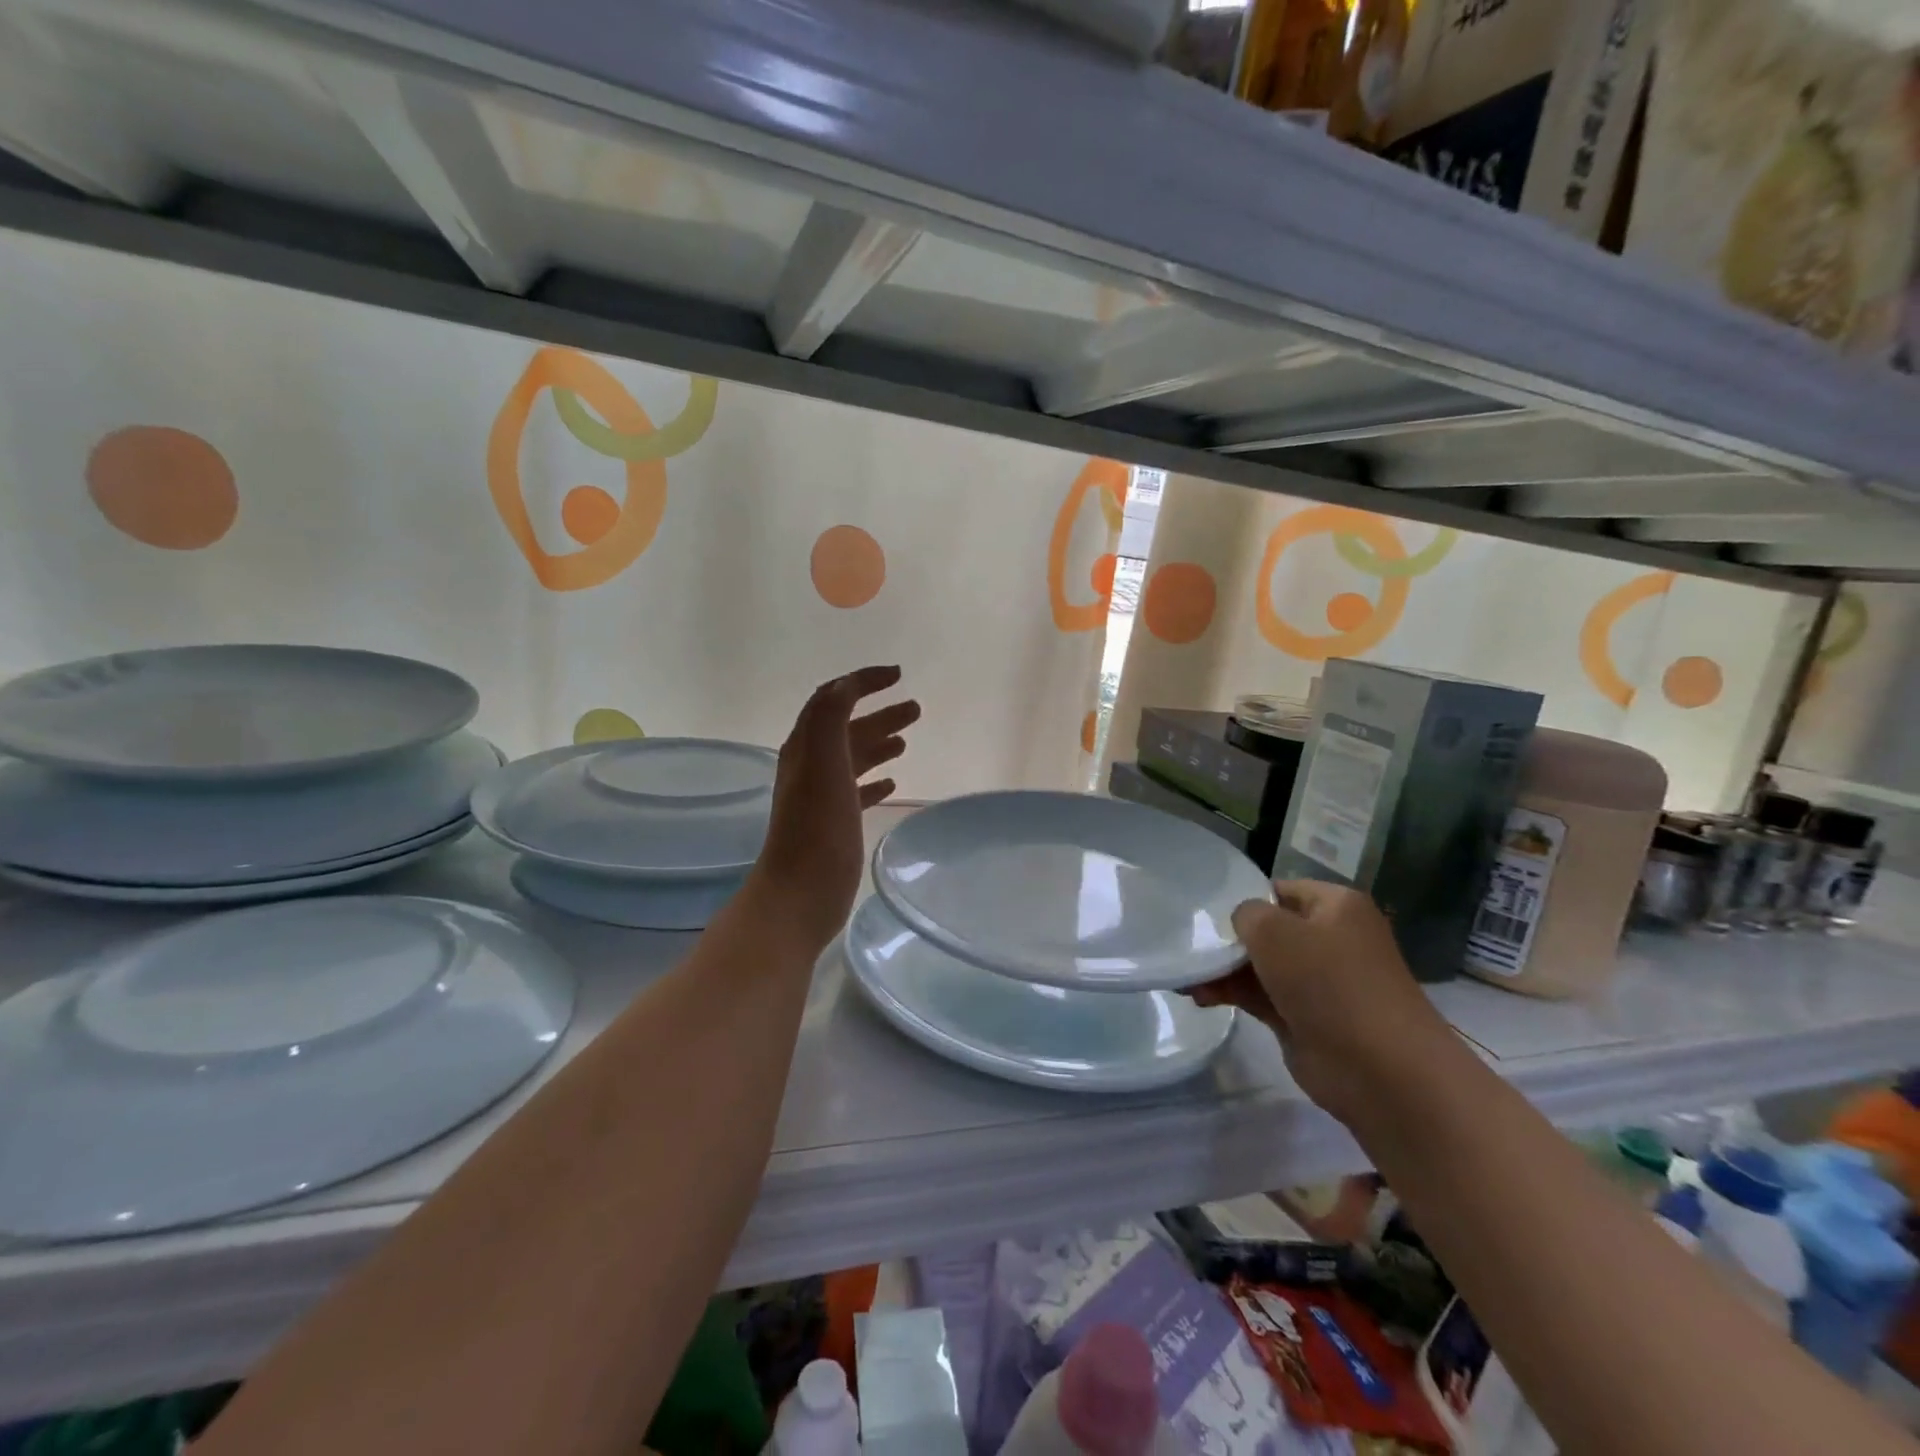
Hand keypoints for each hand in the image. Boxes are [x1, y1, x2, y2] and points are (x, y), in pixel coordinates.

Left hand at [750, 666, 919, 947]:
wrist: (800, 893)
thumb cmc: (816, 827)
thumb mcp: (823, 762)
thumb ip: (831, 717)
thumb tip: (846, 684)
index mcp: (806, 747)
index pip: (833, 699)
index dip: (863, 682)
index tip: (898, 675)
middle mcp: (811, 766)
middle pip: (847, 728)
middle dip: (879, 713)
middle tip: (916, 708)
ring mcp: (822, 797)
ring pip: (854, 758)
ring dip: (879, 743)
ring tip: (906, 741)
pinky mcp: (835, 824)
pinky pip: (857, 791)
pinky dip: (874, 780)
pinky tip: (892, 783)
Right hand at [1190, 880, 1455, 1126]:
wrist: (1381, 1071)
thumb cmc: (1330, 984)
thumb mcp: (1274, 931)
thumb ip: (1246, 914)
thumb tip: (1242, 925)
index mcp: (1336, 906)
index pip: (1279, 890)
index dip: (1243, 897)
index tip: (1205, 911)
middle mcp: (1330, 938)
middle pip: (1267, 929)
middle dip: (1228, 939)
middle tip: (1189, 945)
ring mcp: (1319, 981)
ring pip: (1260, 965)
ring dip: (1223, 970)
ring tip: (1186, 979)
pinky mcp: (1305, 1017)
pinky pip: (1260, 996)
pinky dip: (1231, 994)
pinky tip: (1199, 997)